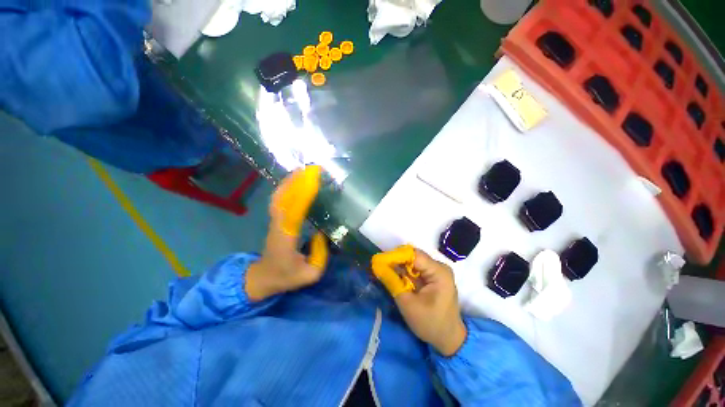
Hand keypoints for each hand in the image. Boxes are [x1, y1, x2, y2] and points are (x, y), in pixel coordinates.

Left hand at [246, 166, 328, 300]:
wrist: (262, 277)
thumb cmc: (287, 276)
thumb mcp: (310, 274)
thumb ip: (320, 254)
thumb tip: (322, 233)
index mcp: (287, 237)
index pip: (295, 211)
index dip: (303, 194)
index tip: (314, 180)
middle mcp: (279, 225)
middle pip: (284, 198)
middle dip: (297, 181)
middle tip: (312, 168)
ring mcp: (275, 221)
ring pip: (279, 196)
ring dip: (290, 181)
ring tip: (304, 170)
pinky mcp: (275, 220)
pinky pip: (279, 199)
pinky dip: (285, 187)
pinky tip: (294, 181)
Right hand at [372, 247, 466, 355]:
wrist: (448, 338)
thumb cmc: (430, 324)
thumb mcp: (408, 305)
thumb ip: (393, 283)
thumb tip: (378, 266)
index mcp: (439, 272)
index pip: (414, 255)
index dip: (396, 255)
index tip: (380, 261)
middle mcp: (439, 267)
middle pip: (414, 256)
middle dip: (396, 260)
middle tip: (381, 266)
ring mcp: (437, 270)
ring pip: (413, 261)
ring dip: (399, 266)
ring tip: (385, 271)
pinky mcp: (433, 275)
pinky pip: (416, 268)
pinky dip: (405, 271)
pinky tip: (395, 276)